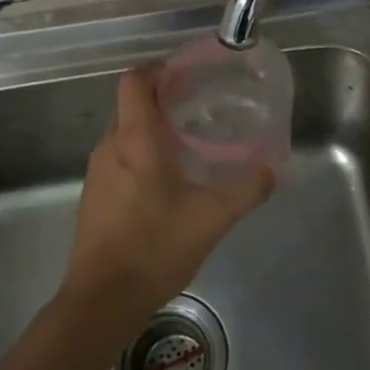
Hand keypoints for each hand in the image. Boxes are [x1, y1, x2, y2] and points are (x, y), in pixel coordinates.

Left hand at [66, 66, 274, 322]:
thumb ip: (246, 188)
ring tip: (188, 141)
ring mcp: (97, 173)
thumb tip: (275, 168)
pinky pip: (118, 159)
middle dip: (162, 98)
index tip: (187, 72)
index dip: (159, 69)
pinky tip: (166, 181)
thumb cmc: (155, 248)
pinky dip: (140, 154)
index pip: (135, 81)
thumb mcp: (212, 218)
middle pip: (131, 104)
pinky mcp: (94, 197)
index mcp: (135, 140)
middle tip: (198, 105)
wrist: (102, 301)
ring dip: (152, 128)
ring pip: (124, 133)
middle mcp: (109, 147)